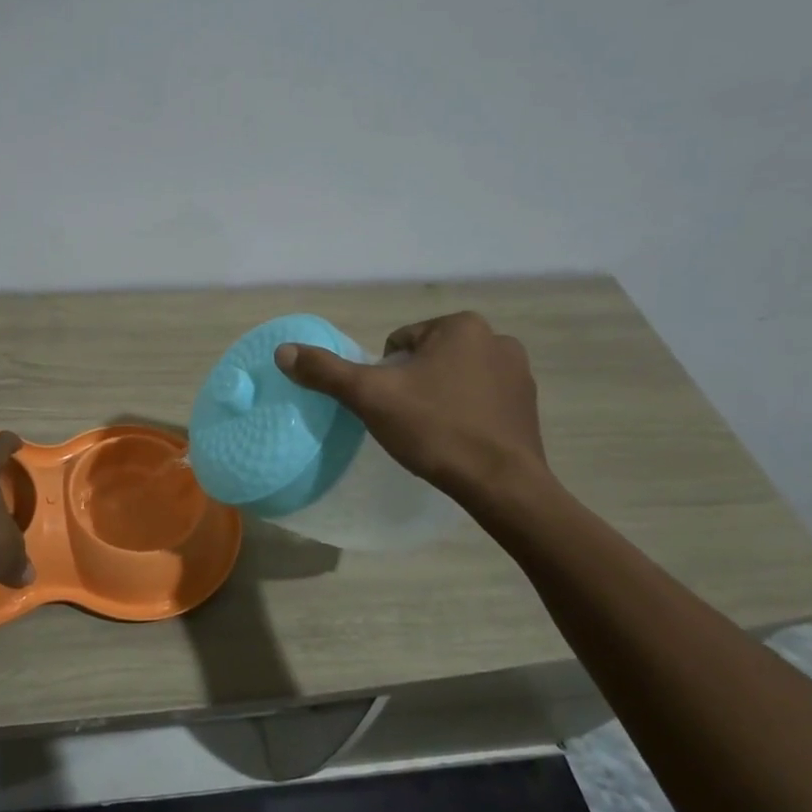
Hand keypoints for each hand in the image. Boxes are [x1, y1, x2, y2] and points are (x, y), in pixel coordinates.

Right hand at [273, 312, 548, 503]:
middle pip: (426, 358)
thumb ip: (326, 371)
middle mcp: (496, 339)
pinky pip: (480, 399)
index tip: (389, 405)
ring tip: (432, 432)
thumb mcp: (370, 397)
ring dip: (438, 397)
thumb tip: (283, 351)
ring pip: (453, 378)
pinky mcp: (528, 405)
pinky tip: (458, 440)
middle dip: (411, 384)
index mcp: (460, 326)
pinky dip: (465, 413)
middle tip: (406, 420)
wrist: (501, 485)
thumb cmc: (435, 430)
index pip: (398, 343)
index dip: (384, 375)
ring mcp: (519, 372)